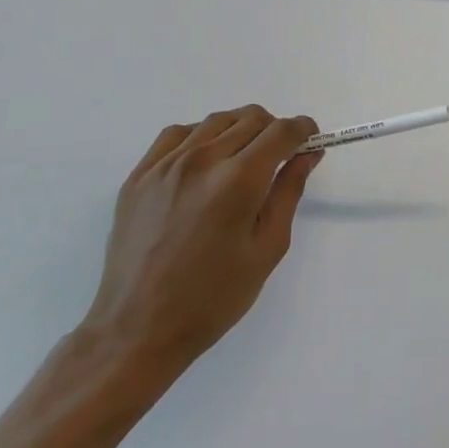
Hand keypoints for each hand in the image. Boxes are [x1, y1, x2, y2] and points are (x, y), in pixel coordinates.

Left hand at [81, 106, 320, 380]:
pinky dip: (201, 136)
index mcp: (239, 181)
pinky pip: (177, 134)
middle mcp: (202, 161)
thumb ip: (289, 192)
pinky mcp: (139, 176)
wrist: (138, 329)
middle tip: (280, 158)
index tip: (311, 141)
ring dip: (241, 130)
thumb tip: (308, 153)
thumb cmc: (214, 297)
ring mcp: (165, 165)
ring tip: (244, 161)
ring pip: (216, 121)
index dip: (304, 130)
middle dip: (275, 130)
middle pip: (251, 118)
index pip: (282, 131)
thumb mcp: (268, 248)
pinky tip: (206, 162)